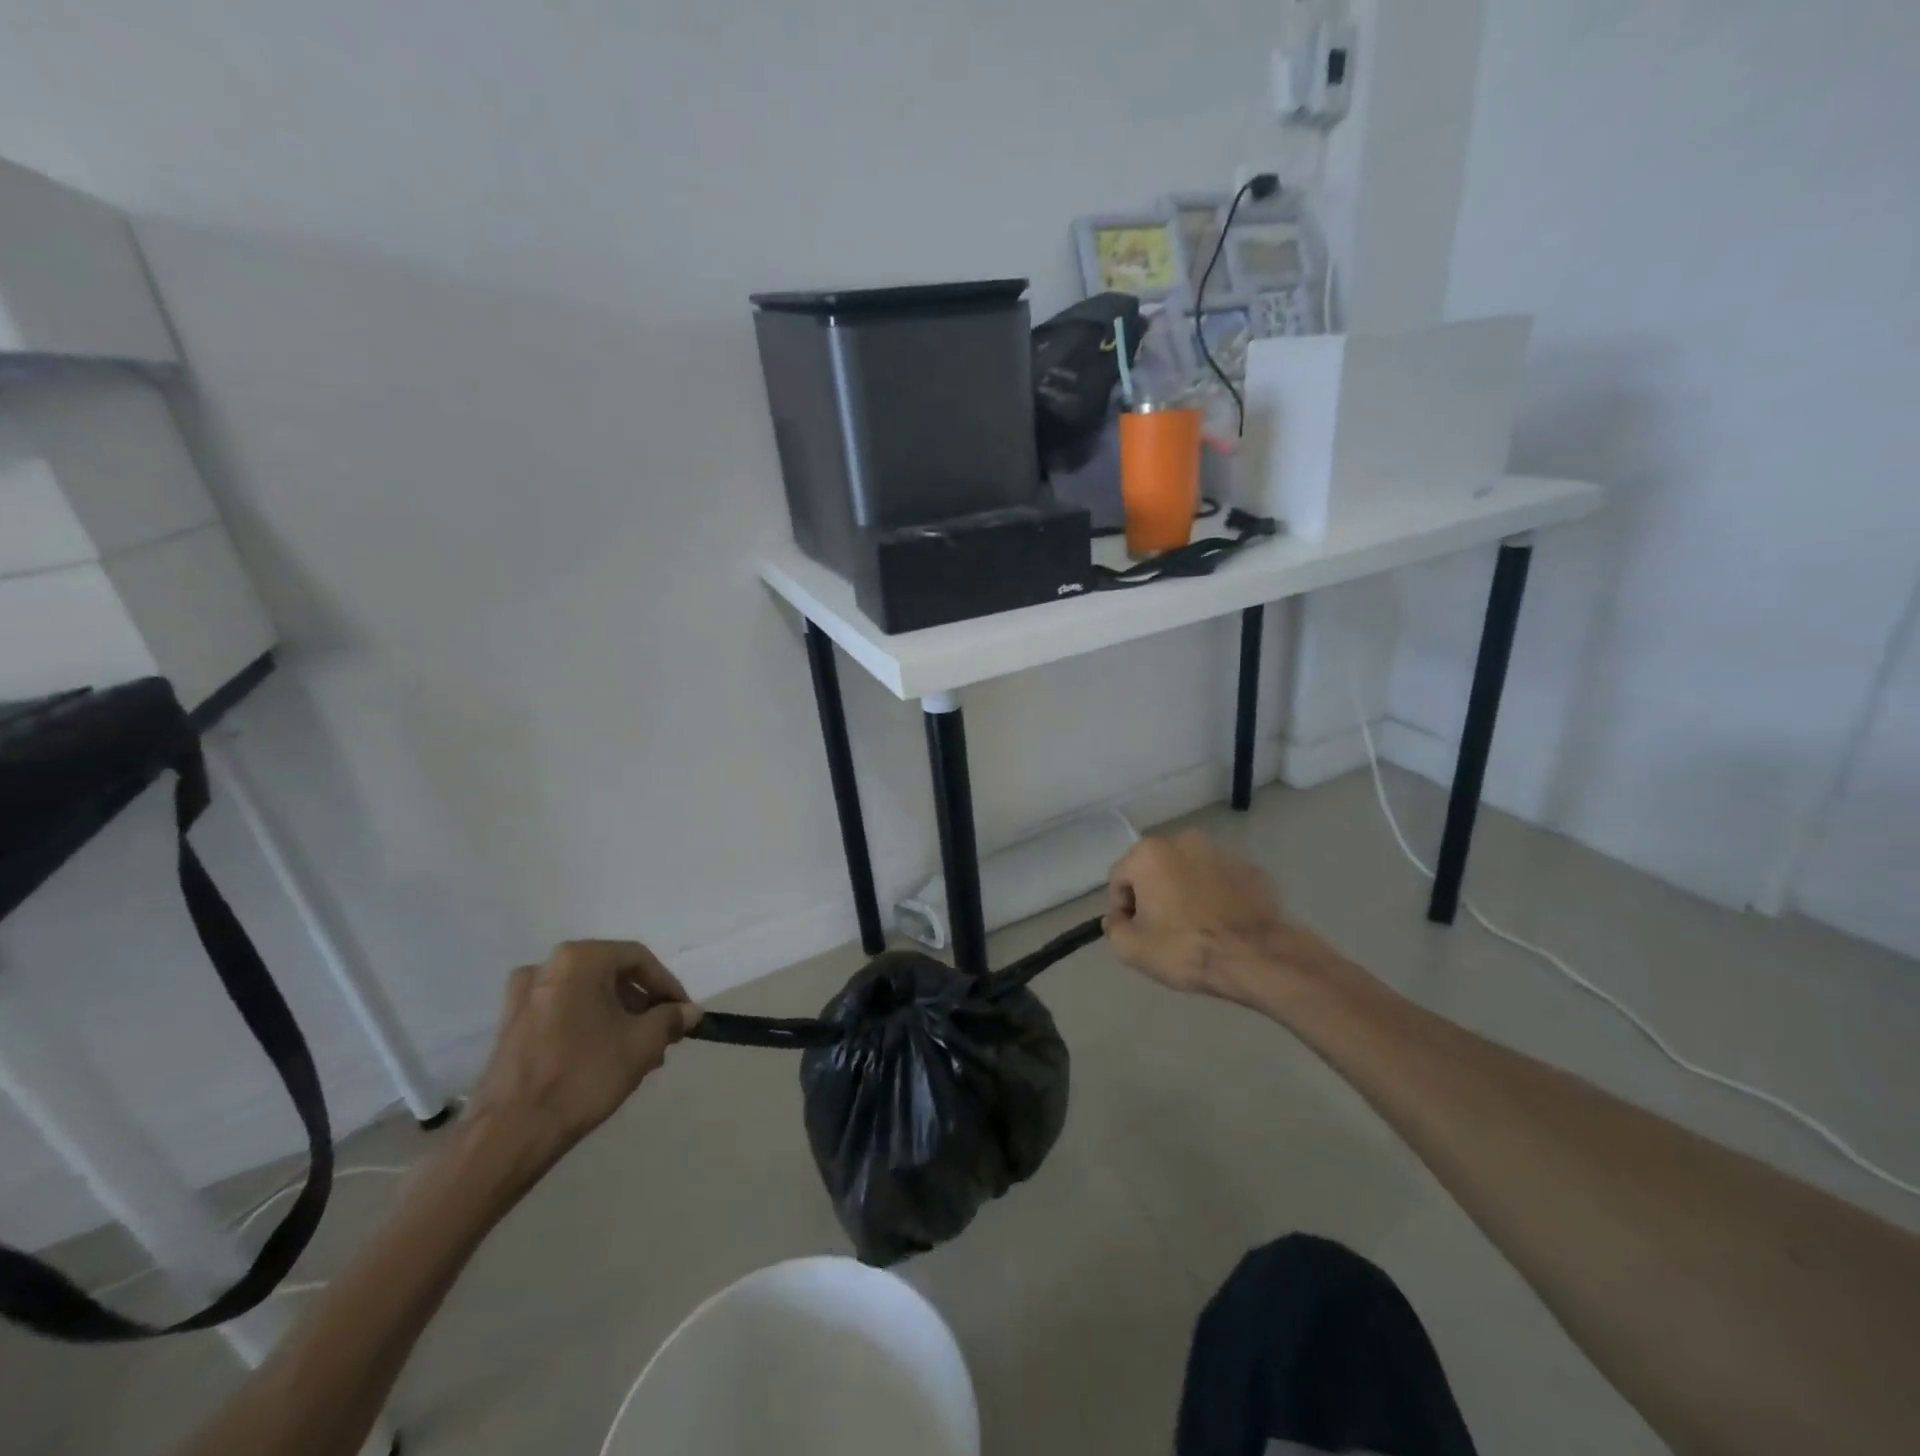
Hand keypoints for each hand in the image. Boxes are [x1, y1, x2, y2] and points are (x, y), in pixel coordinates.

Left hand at [464, 940, 701, 1180]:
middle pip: (611, 975)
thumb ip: (670, 1019)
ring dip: (618, 1017)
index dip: (668, 986)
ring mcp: (523, 996)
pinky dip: (588, 1025)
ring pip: (586, 995)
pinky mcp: (509, 1025)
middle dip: (643, 1004)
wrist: (508, 1133)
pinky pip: (562, 1012)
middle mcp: (547, 966)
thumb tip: (689, 1011)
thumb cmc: (582, 1076)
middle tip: (663, 1034)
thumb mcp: (642, 1044)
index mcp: (580, 959)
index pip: (639, 959)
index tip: (684, 1014)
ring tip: (639, 1051)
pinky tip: (604, 1056)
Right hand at [1105, 831, 1301, 1001]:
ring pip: (1187, 872)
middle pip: (1153, 870)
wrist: (1256, 957)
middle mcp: (1182, 841)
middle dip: (1152, 895)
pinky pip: (1219, 880)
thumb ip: (1113, 927)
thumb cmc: (1184, 948)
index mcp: (1148, 854)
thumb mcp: (1131, 948)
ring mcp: (1220, 851)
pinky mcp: (1249, 868)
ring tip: (1193, 926)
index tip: (1133, 932)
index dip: (1121, 908)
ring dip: (1183, 892)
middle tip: (1161, 929)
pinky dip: (1213, 895)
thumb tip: (1119, 919)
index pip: (1119, 879)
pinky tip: (1220, 923)